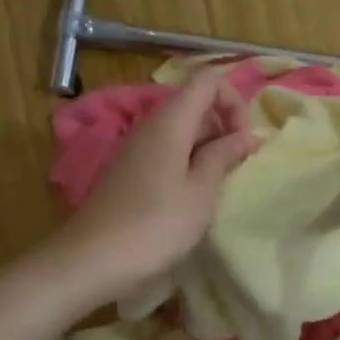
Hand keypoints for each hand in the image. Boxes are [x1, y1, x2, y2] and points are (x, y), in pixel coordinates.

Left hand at [51, 66, 254, 302]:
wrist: (93, 259)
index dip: (233, 101)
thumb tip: (246, 135)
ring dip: (207, 148)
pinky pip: (165, 152)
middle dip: (223, 126)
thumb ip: (223, 157)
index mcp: (170, 120)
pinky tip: (192, 197)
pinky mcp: (128, 172)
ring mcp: (136, 149)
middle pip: (194, 104)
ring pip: (181, 130)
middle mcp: (150, 125)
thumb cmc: (156, 224)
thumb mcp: (201, 192)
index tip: (243, 140)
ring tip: (218, 185)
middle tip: (237, 167)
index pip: (207, 80)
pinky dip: (187, 163)